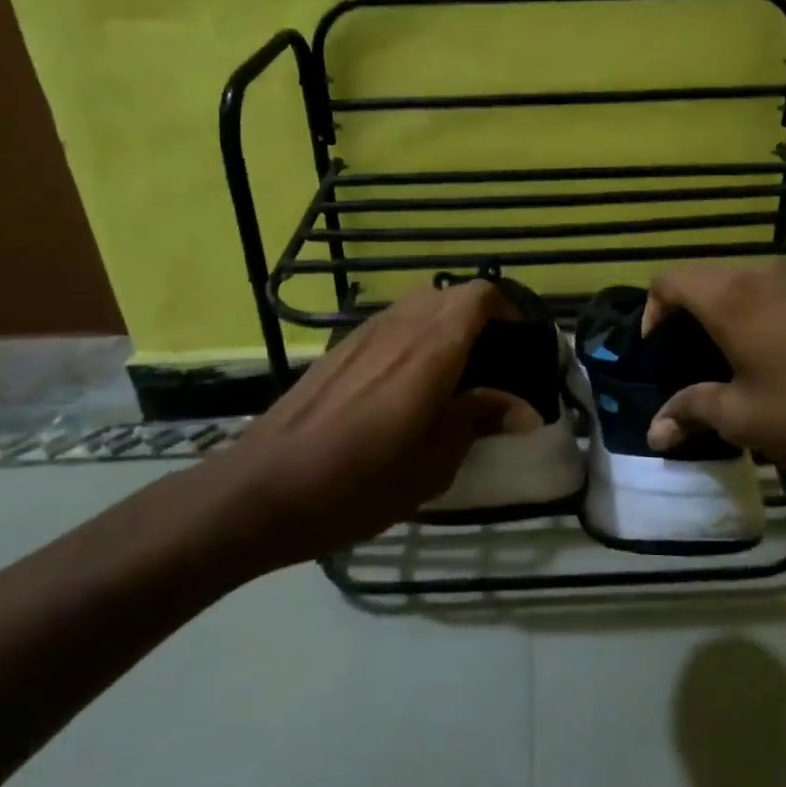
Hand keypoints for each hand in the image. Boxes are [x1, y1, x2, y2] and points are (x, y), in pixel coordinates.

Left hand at [192, 279, 526, 577]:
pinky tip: (408, 384)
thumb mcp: (431, 465)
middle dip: (480, 319)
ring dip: (446, 326)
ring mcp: (363, 335)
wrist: (261, 491)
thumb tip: (525, 409)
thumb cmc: (356, 486)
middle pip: (451, 295)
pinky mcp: (338, 350)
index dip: (508, 309)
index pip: (479, 296)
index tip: (521, 346)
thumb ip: (478, 421)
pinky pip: (391, 324)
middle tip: (493, 364)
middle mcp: (398, 328)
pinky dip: (415, 336)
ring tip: (454, 374)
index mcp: (430, 352)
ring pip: (419, 305)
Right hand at [642, 262, 785, 486]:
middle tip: (678, 361)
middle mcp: (759, 274)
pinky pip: (765, 292)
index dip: (650, 311)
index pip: (669, 280)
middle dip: (681, 314)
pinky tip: (760, 358)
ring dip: (716, 313)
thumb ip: (691, 412)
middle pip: (701, 278)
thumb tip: (654, 432)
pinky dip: (747, 314)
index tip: (653, 352)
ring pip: (735, 283)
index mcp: (731, 296)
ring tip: (716, 362)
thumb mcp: (744, 418)